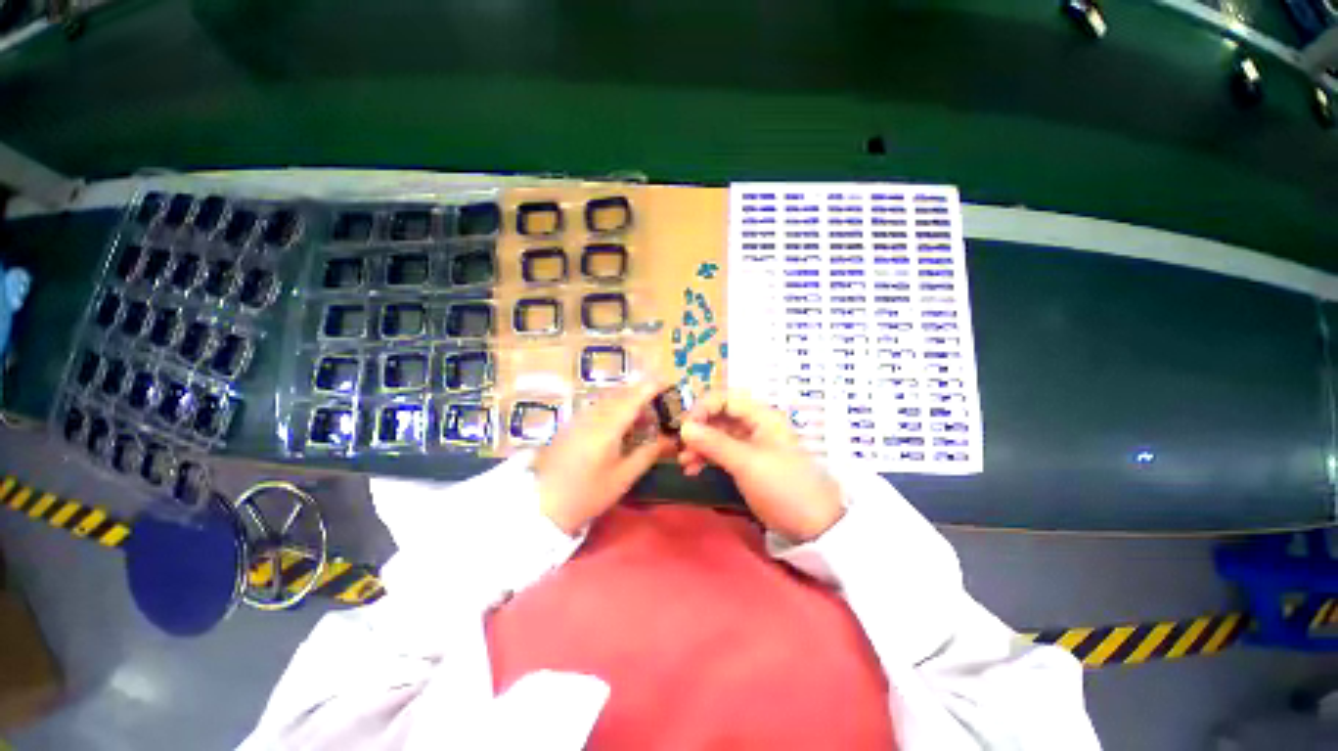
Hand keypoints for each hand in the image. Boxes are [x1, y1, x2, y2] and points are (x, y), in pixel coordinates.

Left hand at [534, 379, 675, 535]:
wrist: (543, 506)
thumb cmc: (588, 494)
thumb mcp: (624, 477)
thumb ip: (648, 453)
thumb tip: (669, 439)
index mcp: (607, 427)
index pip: (633, 398)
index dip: (651, 386)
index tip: (666, 381)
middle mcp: (592, 415)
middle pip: (620, 394)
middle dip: (641, 393)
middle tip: (658, 403)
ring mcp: (578, 418)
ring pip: (608, 399)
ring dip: (627, 400)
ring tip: (641, 416)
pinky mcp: (570, 424)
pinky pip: (597, 407)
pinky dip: (613, 408)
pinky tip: (618, 425)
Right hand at [678, 390, 843, 541]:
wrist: (814, 526)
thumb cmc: (783, 487)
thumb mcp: (747, 463)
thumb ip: (714, 443)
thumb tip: (683, 427)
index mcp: (761, 416)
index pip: (724, 399)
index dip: (702, 408)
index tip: (683, 427)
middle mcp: (754, 424)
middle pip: (718, 416)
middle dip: (698, 429)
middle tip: (680, 447)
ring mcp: (750, 444)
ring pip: (717, 435)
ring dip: (699, 445)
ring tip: (684, 463)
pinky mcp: (746, 462)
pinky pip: (721, 452)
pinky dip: (706, 458)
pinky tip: (693, 469)